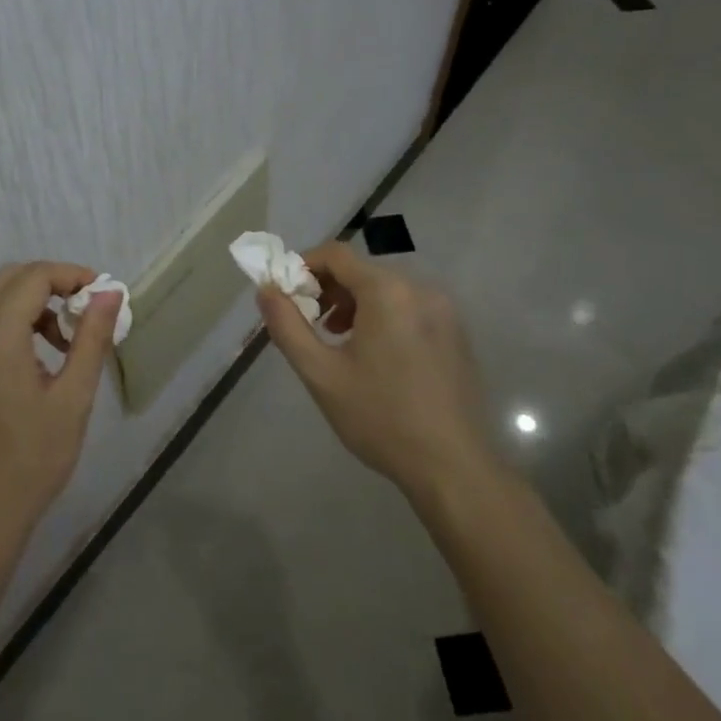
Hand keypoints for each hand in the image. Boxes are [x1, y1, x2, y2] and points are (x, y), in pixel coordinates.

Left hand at [0, 262, 119, 537]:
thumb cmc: (33, 458)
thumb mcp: (73, 397)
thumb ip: (92, 338)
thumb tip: (110, 293)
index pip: (35, 277)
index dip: (73, 276)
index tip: (103, 296)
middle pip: (12, 278)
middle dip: (53, 283)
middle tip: (86, 311)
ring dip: (34, 303)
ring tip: (67, 342)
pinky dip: (15, 322)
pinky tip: (40, 359)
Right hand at [256, 243, 498, 507]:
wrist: (453, 467)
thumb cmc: (380, 417)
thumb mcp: (321, 373)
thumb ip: (287, 326)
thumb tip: (265, 290)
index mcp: (388, 291)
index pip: (336, 254)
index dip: (303, 266)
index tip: (286, 296)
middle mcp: (420, 289)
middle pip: (362, 270)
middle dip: (328, 289)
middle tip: (309, 324)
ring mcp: (444, 310)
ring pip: (386, 289)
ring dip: (354, 303)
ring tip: (337, 341)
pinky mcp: (455, 333)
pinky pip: (408, 307)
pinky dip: (382, 316)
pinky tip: (374, 356)